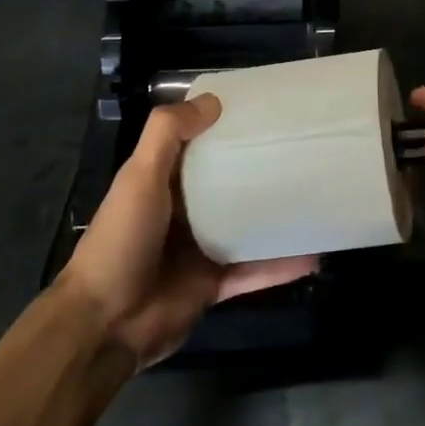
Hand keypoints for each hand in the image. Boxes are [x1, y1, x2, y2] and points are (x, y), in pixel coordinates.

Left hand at [57, 95, 318, 367]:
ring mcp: (201, 250)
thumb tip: (213, 101)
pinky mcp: (215, 284)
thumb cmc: (122, 240)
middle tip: (305, 151)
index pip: (200, 146)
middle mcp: (184, 212)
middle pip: (230, 184)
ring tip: (319, 200)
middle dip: (262, 170)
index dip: (227, 127)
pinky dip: (282, 266)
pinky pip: (255, 271)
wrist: (105, 324)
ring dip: (278, 218)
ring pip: (248, 227)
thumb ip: (168, 134)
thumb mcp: (140, 177)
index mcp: (163, 182)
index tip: (266, 111)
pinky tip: (314, 255)